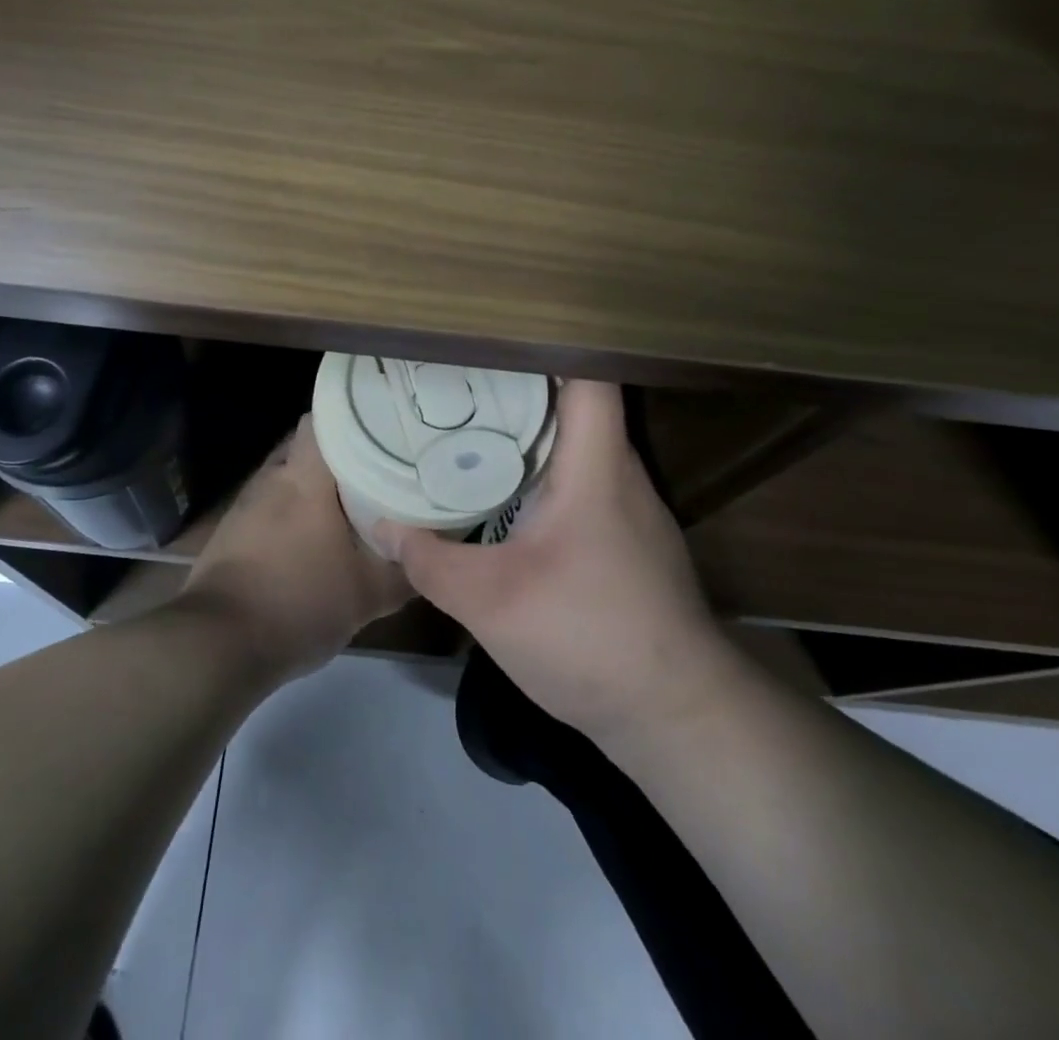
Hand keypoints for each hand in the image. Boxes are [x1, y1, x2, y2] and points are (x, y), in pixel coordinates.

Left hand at [179, 415, 411, 678]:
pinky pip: (271, 504)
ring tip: (352, 502)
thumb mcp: (367, 596)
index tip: (384, 425)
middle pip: (309, 446)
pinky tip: (313, 538)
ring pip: (290, 476)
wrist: (218, 645)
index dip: (355, 416)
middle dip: (342, 455)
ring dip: (315, 486)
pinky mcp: (232, 530)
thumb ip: (404, 571)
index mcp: (305, 477)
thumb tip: (431, 554)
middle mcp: (273, 477)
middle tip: (379, 468)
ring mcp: (247, 502)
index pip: (324, 417)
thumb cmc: (299, 603)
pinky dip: (294, 512)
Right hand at [376, 381, 731, 744]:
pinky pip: (579, 480)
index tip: (487, 341)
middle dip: (516, 387)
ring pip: (575, 444)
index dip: (544, 346)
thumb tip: (382, 524)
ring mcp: (627, 507)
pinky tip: (502, 492)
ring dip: (528, 431)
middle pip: (574, 403)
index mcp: (596, 464)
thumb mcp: (489, 601)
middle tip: (455, 381)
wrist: (676, 716)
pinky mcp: (625, 538)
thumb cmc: (589, 637)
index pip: (587, 375)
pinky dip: (540, 471)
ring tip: (468, 425)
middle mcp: (618, 472)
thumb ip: (430, 559)